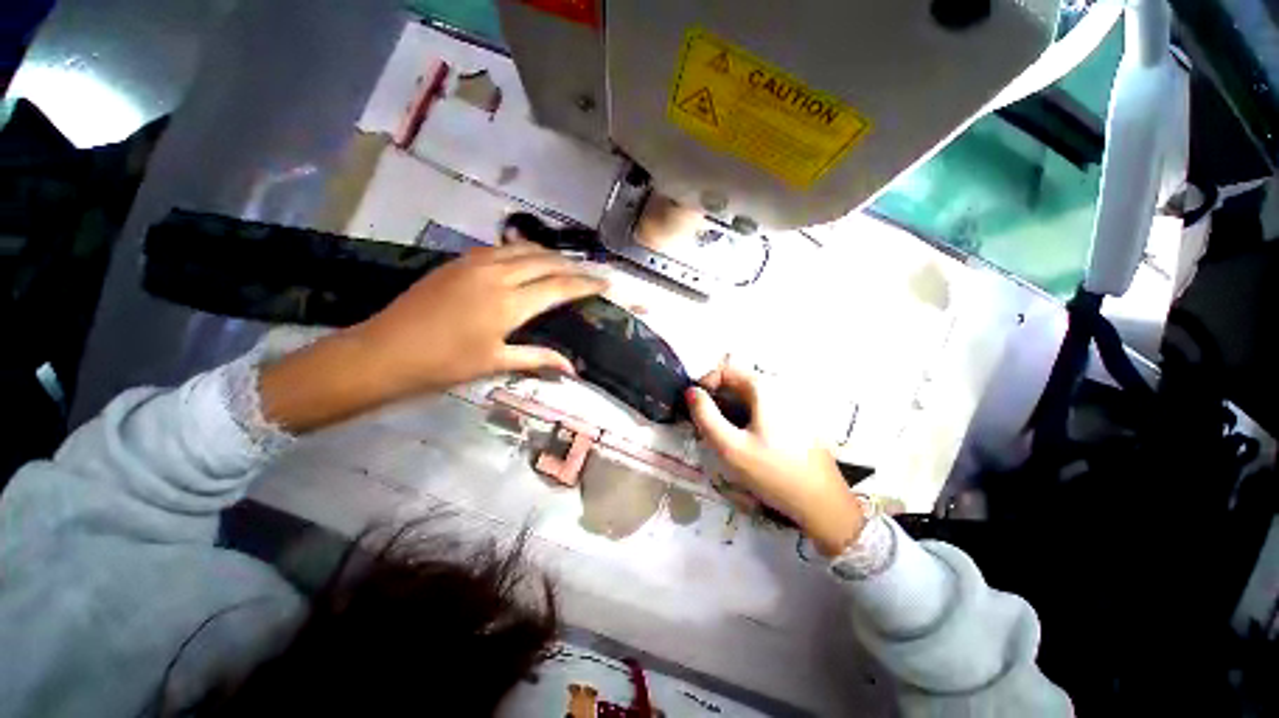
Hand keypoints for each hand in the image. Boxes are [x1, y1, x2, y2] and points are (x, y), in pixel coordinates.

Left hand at [261, 242, 605, 431]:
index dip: (586, 284)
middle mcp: (497, 275)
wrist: (384, 351)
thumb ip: (538, 359)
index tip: (606, 283)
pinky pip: (501, 249)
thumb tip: (572, 368)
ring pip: (524, 249)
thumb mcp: (495, 363)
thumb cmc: (444, 364)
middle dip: (573, 266)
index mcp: (509, 304)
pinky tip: (527, 259)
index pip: (559, 287)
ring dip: (549, 255)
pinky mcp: (459, 261)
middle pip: (546, 261)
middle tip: (590, 273)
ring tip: (565, 264)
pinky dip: (523, 251)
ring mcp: (475, 263)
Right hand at [686, 366, 863, 556]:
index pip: (725, 370)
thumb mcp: (730, 447)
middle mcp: (779, 388)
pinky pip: (762, 410)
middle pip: (737, 384)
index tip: (696, 410)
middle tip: (706, 429)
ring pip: (748, 399)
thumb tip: (691, 392)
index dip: (705, 385)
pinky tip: (745, 445)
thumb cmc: (773, 473)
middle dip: (716, 402)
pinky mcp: (795, 419)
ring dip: (729, 412)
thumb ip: (705, 416)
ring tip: (723, 440)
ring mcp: (790, 404)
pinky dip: (745, 419)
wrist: (822, 503)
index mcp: (764, 388)